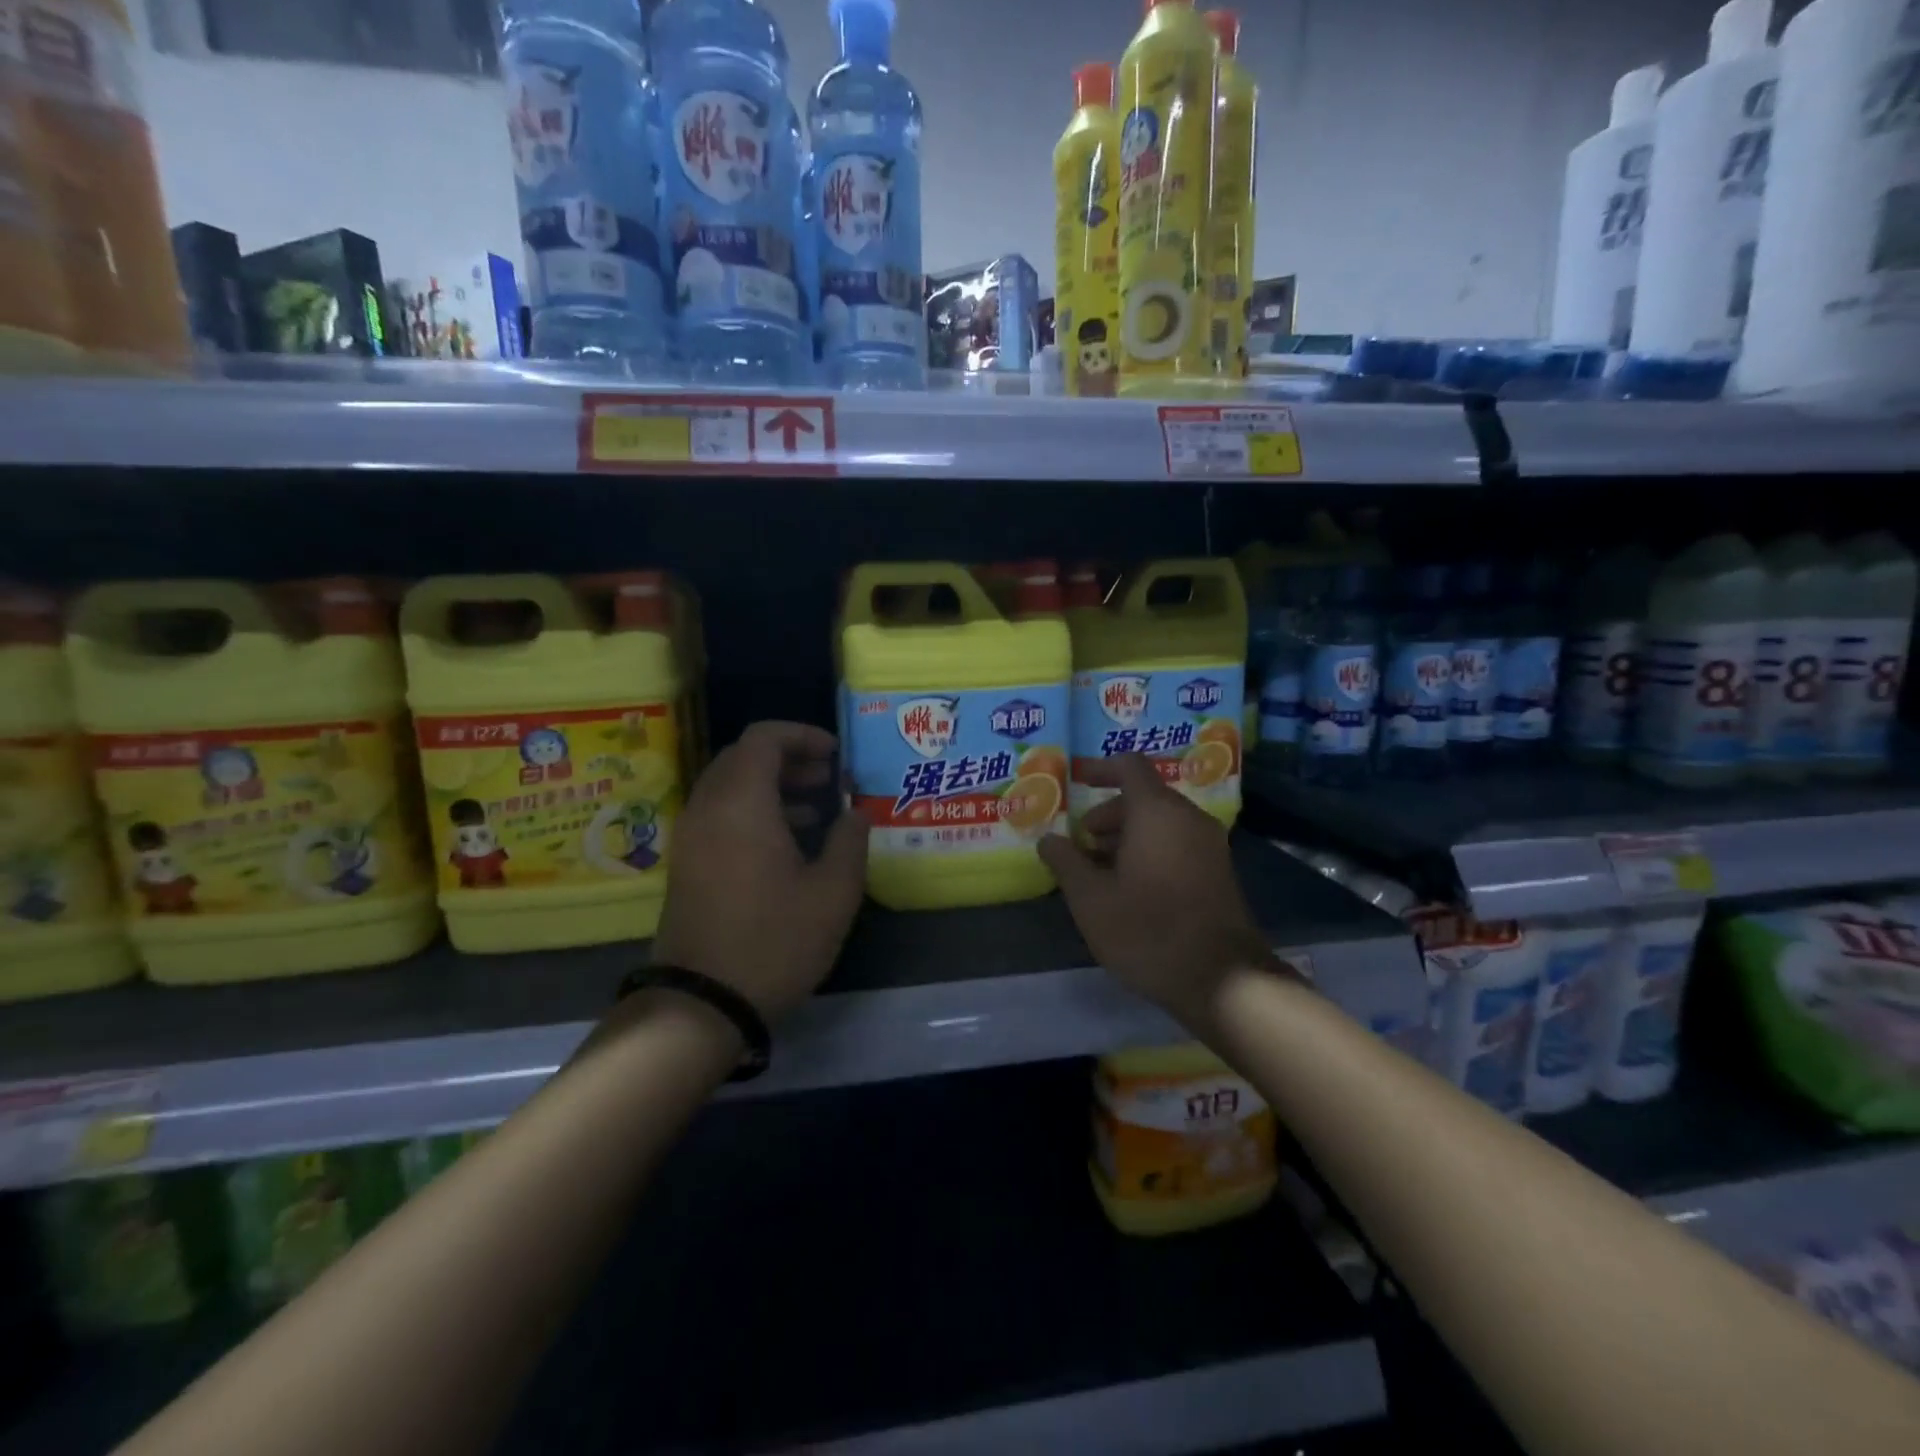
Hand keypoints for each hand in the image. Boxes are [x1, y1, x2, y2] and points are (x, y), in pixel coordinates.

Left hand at [651, 721, 867, 1019]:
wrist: (702, 1003)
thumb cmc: (774, 941)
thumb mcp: (833, 893)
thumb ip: (849, 841)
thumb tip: (855, 813)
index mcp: (742, 803)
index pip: (764, 738)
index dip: (803, 736)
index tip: (836, 755)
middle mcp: (708, 808)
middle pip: (744, 757)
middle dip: (789, 759)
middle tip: (828, 779)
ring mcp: (691, 836)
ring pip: (730, 786)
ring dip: (772, 785)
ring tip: (816, 810)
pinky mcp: (687, 863)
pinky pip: (719, 814)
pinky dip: (753, 810)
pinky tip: (788, 843)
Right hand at [1039, 754, 1269, 1024]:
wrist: (1221, 980)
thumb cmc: (1147, 929)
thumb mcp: (1090, 898)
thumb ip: (1065, 861)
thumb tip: (1049, 839)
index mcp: (1157, 812)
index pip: (1129, 766)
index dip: (1099, 768)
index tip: (1075, 781)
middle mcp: (1188, 818)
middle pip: (1143, 797)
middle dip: (1107, 815)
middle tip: (1080, 845)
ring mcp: (1209, 845)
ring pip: (1160, 823)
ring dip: (1126, 836)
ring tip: (1098, 872)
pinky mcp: (1218, 871)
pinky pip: (1177, 843)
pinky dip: (1149, 851)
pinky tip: (1129, 889)